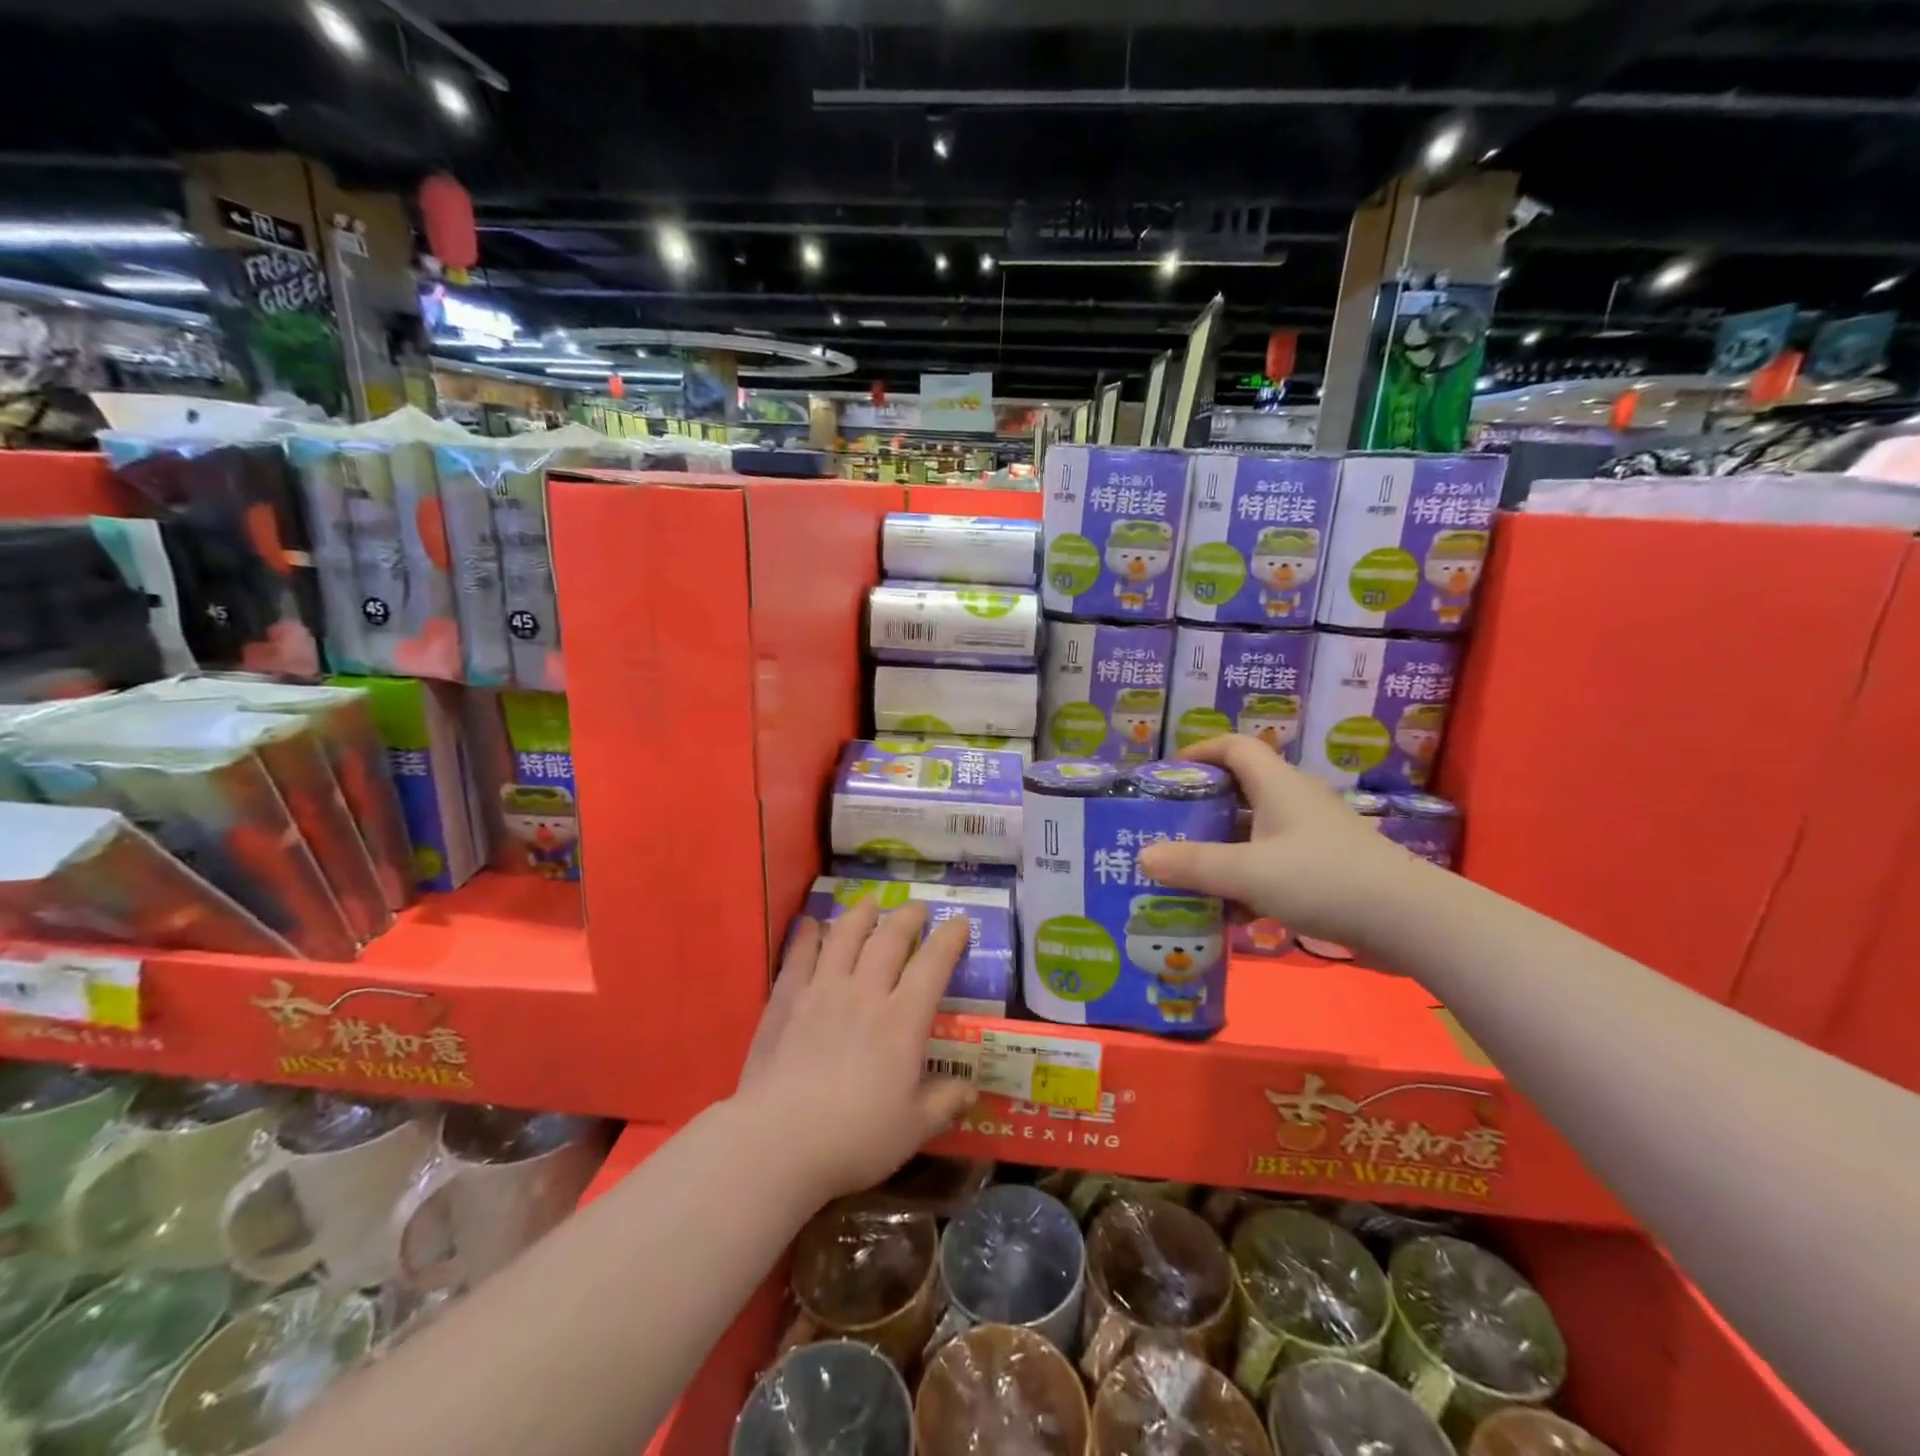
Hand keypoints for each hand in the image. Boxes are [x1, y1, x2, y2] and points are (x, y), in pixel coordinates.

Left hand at [736, 899, 975, 1201]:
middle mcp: (865, 993)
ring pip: (845, 936)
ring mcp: (822, 992)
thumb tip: (971, 1090)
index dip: (950, 939)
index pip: (933, 965)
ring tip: (870, 903)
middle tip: (917, 908)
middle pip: (889, 939)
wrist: (778, 1142)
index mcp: (902, 1021)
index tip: (960, 922)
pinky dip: (808, 936)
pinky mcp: (786, 1001)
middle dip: (908, 917)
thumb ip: (944, 1103)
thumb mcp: (913, 1130)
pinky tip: (811, 924)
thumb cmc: (854, 1139)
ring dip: (861, 915)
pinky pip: (799, 957)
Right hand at [1136, 735, 1423, 943]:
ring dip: (1222, 849)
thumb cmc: (1324, 879)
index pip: (1235, 746)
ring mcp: (1313, 837)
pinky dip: (1247, 880)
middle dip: (1202, 808)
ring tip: (1187, 872)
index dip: (1200, 751)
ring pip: (1255, 833)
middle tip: (1167, 828)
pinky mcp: (1326, 869)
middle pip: (1241, 791)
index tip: (1168, 774)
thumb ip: (1194, 864)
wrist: (1409, 921)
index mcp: (1278, 785)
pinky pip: (1272, 864)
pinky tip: (1228, 911)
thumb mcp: (1249, 872)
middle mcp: (1295, 803)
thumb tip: (1143, 856)